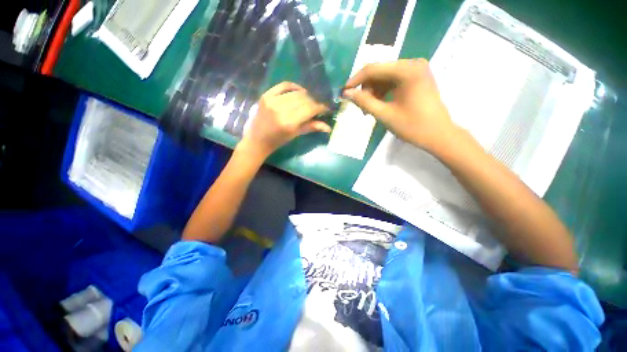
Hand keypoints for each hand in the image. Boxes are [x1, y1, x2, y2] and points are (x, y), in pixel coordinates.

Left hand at [239, 82, 329, 158]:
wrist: (257, 139)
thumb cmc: (278, 141)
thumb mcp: (295, 135)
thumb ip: (311, 127)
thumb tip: (328, 127)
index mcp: (289, 122)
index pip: (310, 109)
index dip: (320, 108)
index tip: (325, 109)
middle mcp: (281, 109)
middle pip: (304, 99)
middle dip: (313, 103)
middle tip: (316, 108)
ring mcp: (272, 100)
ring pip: (296, 93)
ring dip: (305, 96)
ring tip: (308, 102)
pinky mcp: (266, 95)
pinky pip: (284, 85)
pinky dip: (293, 86)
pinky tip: (299, 91)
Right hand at [343, 59, 455, 151]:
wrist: (438, 135)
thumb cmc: (412, 126)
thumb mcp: (384, 114)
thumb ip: (364, 102)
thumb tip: (347, 93)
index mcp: (407, 70)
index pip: (373, 69)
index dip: (355, 80)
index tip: (344, 92)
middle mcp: (412, 63)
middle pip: (379, 72)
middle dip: (366, 88)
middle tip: (360, 107)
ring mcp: (416, 69)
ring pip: (385, 76)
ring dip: (374, 91)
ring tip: (369, 109)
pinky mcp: (417, 77)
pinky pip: (394, 80)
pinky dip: (383, 91)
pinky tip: (379, 104)